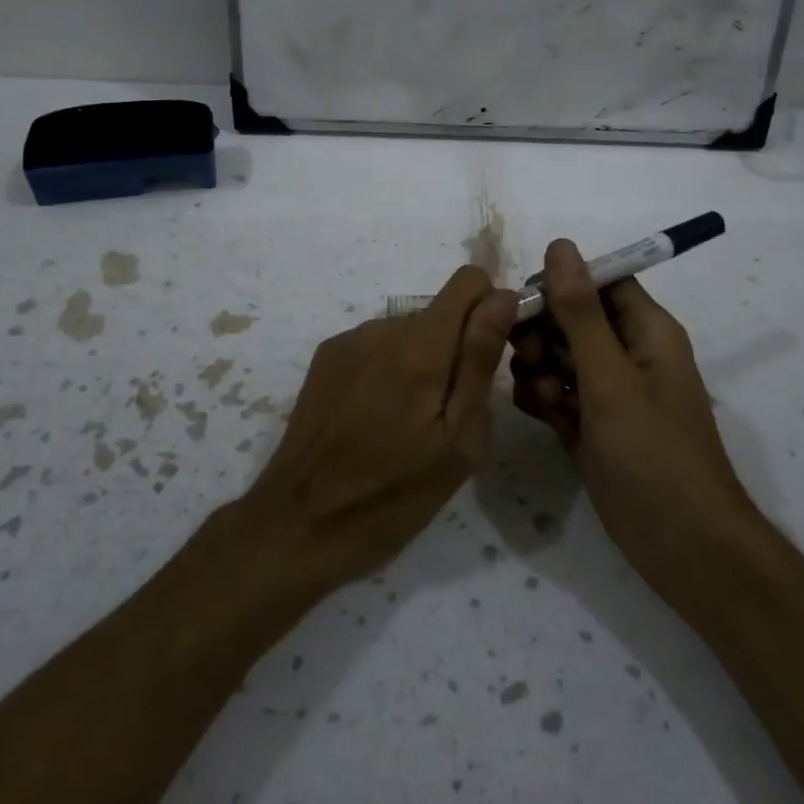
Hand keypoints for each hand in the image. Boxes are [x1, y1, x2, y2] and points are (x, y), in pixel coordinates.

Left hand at [243, 266, 516, 589]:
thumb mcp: (458, 440)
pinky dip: (389, 369)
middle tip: (448, 414)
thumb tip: (503, 297)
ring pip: (408, 331)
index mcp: (421, 346)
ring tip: (409, 423)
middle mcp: (383, 328)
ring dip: (421, 361)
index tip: (488, 356)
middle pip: (439, 312)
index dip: (489, 309)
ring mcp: (349, 341)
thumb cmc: (394, 493)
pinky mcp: (326, 358)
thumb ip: (480, 360)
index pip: (469, 281)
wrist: (301, 522)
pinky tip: (375, 418)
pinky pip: (377, 346)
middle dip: (455, 348)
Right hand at [510, 239, 751, 601]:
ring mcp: (608, 392)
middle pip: (571, 318)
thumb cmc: (654, 453)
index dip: (561, 284)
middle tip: (527, 357)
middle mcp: (627, 354)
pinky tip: (540, 414)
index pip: (599, 282)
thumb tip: (560, 245)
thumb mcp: (611, 377)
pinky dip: (541, 397)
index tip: (525, 303)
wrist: (682, 547)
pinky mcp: (590, 425)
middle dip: (542, 331)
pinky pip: (555, 392)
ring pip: (557, 356)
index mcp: (647, 330)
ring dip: (537, 367)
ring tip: (541, 395)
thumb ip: (580, 312)